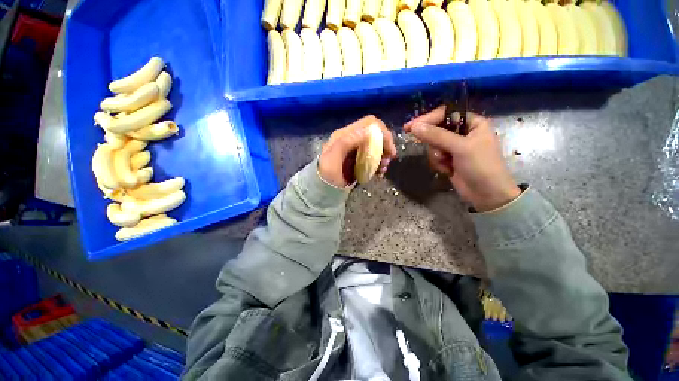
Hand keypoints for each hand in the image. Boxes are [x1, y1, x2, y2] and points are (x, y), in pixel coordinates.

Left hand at [319, 115, 396, 186]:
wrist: (323, 188)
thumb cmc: (327, 174)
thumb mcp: (332, 158)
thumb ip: (346, 142)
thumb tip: (367, 131)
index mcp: (345, 134)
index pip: (369, 123)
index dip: (382, 132)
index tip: (389, 149)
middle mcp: (352, 138)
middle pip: (376, 133)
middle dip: (385, 145)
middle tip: (387, 161)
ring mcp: (356, 149)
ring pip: (377, 145)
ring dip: (383, 156)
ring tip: (383, 169)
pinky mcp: (359, 159)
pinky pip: (374, 156)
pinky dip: (379, 163)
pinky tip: (379, 173)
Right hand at [404, 105, 520, 211]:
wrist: (487, 194)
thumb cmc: (481, 166)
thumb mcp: (460, 148)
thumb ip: (436, 135)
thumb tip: (414, 126)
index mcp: (472, 123)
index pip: (444, 114)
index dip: (427, 119)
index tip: (410, 127)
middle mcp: (463, 132)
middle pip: (436, 130)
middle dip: (434, 143)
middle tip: (435, 152)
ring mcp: (455, 147)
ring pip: (433, 145)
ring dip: (437, 156)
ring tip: (447, 164)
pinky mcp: (449, 159)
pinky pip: (435, 156)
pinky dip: (438, 163)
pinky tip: (447, 170)